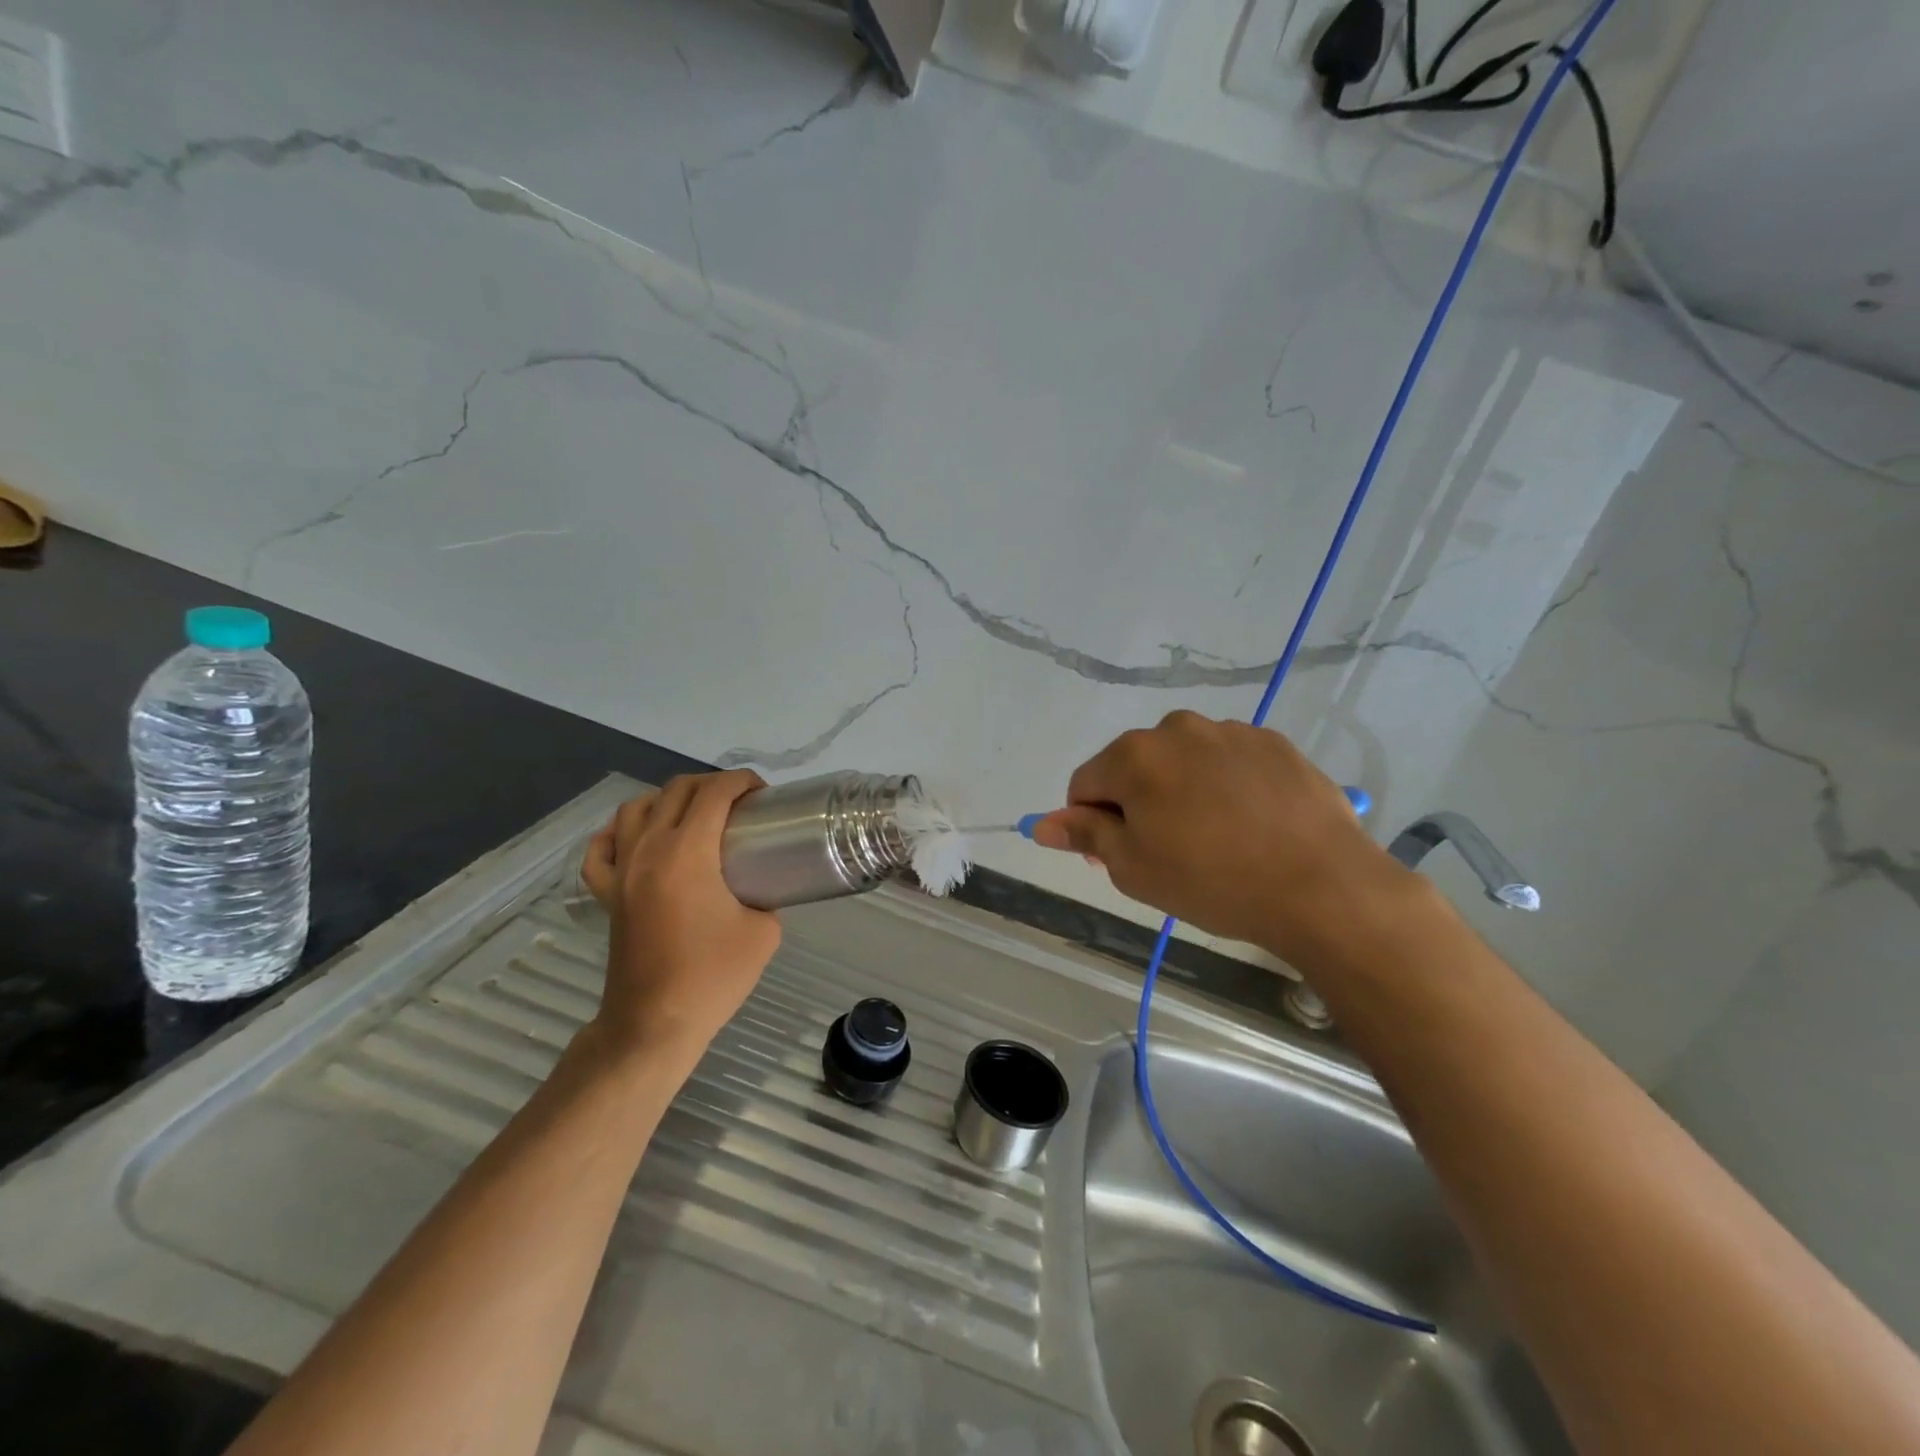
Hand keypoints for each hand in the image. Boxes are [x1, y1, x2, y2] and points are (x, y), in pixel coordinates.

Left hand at [579, 772, 780, 1065]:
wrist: (655, 1023)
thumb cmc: (713, 976)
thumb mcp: (764, 932)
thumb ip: (765, 898)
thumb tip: (759, 888)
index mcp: (688, 852)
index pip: (714, 793)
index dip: (742, 781)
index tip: (762, 794)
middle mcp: (649, 849)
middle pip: (676, 790)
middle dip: (711, 784)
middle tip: (738, 804)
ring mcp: (622, 871)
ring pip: (634, 808)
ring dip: (667, 800)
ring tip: (692, 815)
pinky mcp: (606, 895)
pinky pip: (600, 850)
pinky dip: (617, 834)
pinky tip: (635, 839)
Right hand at [1031, 713, 1408, 963]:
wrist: (1323, 886)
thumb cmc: (1213, 882)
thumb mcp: (1134, 869)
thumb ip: (1085, 835)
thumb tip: (1042, 824)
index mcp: (1134, 756)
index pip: (1085, 783)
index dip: (1092, 822)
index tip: (1119, 857)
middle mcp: (1177, 729)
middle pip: (1135, 766)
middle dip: (1138, 802)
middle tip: (1169, 852)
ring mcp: (1230, 731)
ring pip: (1183, 761)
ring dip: (1182, 790)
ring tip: (1217, 838)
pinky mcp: (1274, 742)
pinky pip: (1228, 761)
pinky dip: (1226, 785)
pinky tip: (1251, 823)